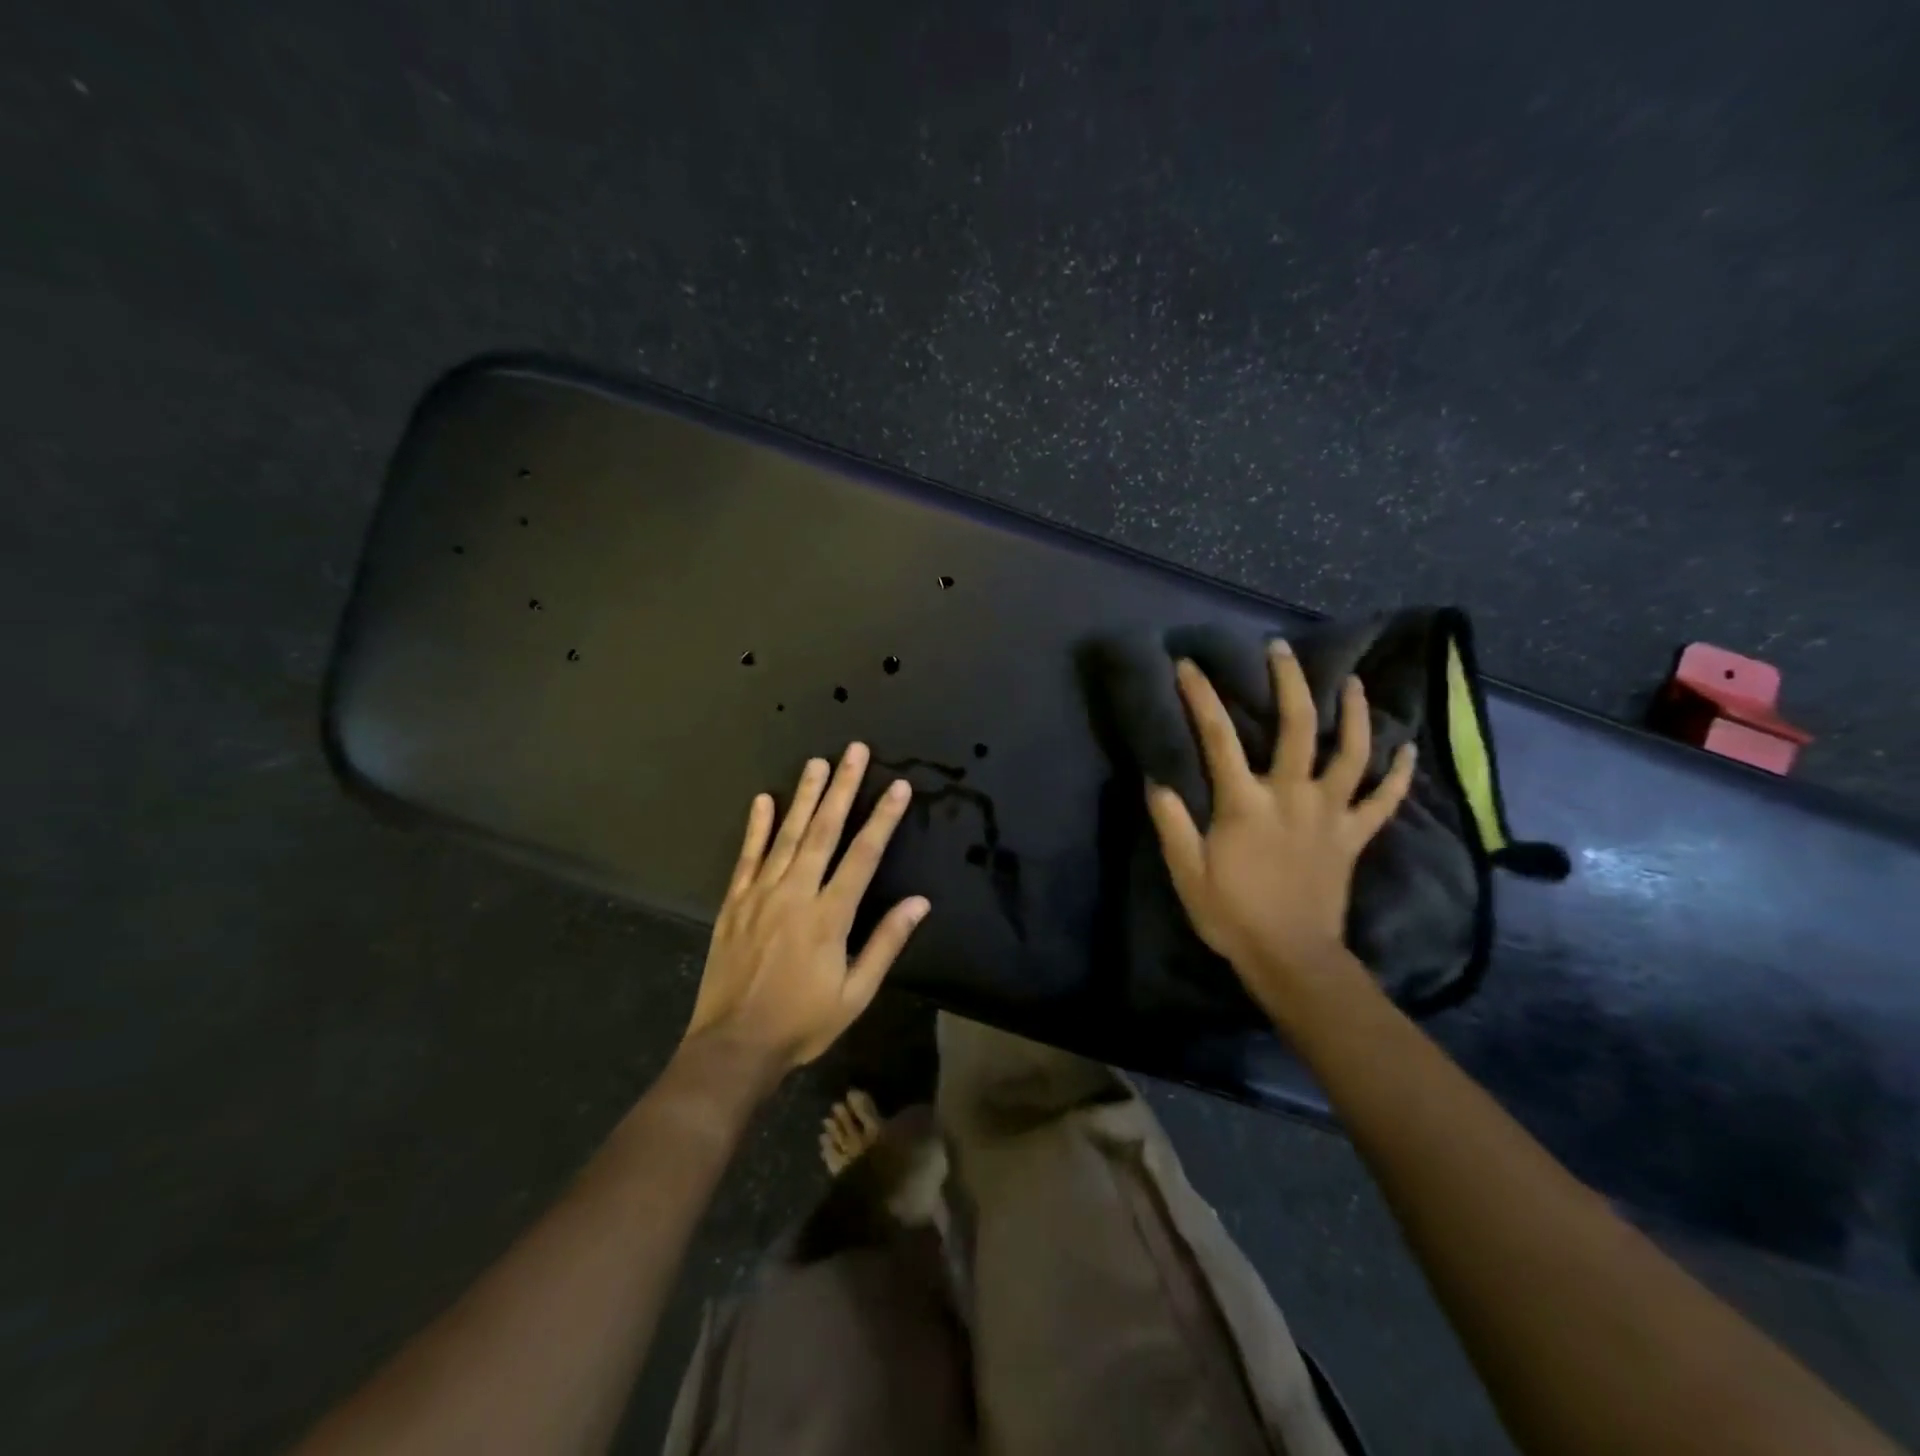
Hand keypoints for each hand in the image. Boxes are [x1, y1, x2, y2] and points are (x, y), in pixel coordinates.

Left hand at [683, 743, 929, 1080]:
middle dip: (843, 788)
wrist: (734, 1046)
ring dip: (804, 796)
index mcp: (830, 916)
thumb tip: (920, 902)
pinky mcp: (734, 903)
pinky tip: (763, 799)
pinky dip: (756, 827)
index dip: (883, 818)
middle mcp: (796, 894)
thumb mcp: (856, 994)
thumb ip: (886, 943)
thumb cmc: (802, 1022)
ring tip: (818, 762)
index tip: (899, 787)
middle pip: (824, 831)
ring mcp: (760, 895)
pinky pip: (747, 857)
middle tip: (854, 751)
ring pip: (786, 834)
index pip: (863, 855)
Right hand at [1146, 640, 1415, 1010]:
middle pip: (1297, 727)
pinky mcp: (1353, 836)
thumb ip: (1172, 824)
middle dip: (1288, 682)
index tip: (1189, 666)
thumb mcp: (1186, 872)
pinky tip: (1407, 748)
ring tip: (1352, 683)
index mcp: (1245, 802)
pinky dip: (1398, 773)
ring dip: (1353, 713)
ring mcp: (1329, 814)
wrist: (1291, 957)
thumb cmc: (1232, 914)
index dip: (1202, 698)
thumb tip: (1157, 780)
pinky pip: (1384, 800)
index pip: (1219, 738)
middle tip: (1282, 649)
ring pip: (1351, 752)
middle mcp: (1292, 795)